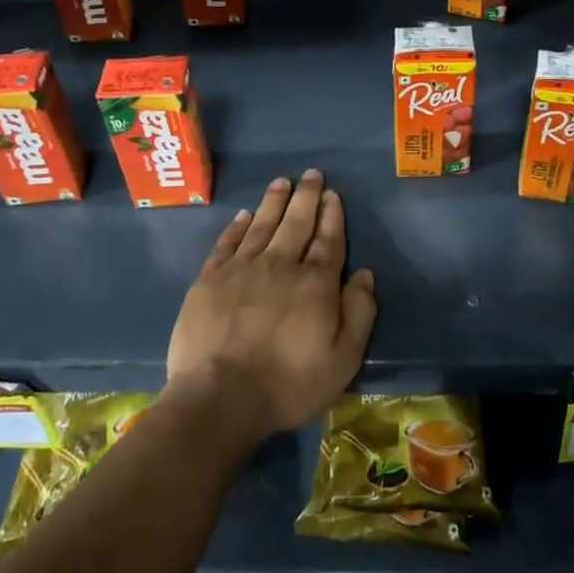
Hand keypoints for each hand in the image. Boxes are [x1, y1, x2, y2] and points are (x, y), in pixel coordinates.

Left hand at [165, 170, 376, 446]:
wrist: (220, 398)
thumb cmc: (289, 384)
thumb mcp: (343, 359)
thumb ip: (359, 313)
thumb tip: (364, 274)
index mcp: (316, 282)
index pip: (328, 239)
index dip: (332, 215)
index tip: (332, 194)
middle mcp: (281, 265)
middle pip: (296, 223)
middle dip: (307, 197)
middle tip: (311, 175)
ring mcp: (242, 269)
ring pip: (262, 225)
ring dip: (274, 202)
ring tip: (282, 182)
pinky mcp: (210, 280)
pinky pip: (227, 243)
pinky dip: (237, 226)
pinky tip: (244, 215)